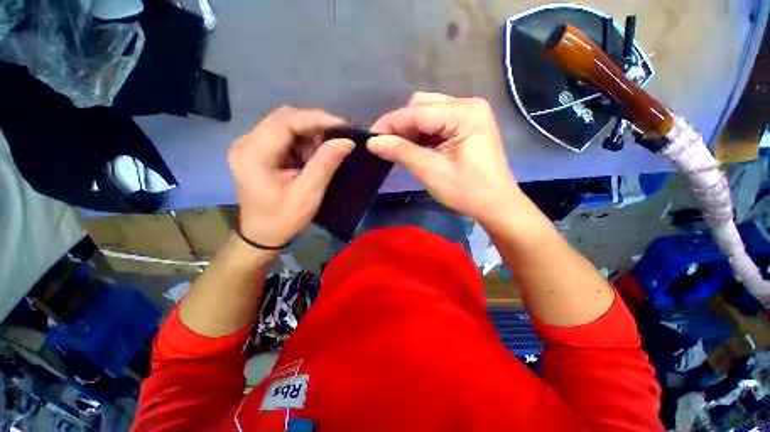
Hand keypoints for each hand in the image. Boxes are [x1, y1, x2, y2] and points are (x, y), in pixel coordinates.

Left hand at [228, 107, 353, 247]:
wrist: (262, 236)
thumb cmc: (283, 219)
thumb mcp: (308, 194)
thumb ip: (325, 164)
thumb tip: (347, 141)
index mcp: (254, 153)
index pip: (286, 120)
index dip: (318, 119)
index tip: (344, 126)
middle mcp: (247, 143)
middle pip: (284, 119)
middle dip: (315, 126)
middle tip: (339, 137)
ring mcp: (250, 146)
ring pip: (285, 126)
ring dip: (310, 136)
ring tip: (327, 152)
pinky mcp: (257, 152)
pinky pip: (284, 137)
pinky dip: (303, 144)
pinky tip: (313, 157)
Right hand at [367, 92, 519, 223]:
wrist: (496, 205)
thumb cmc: (468, 191)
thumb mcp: (431, 172)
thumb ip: (402, 152)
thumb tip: (373, 142)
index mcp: (464, 113)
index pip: (417, 111)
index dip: (390, 124)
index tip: (369, 137)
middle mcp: (468, 105)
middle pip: (422, 105)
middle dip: (401, 125)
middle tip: (385, 146)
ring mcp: (469, 114)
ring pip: (428, 113)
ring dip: (410, 129)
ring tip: (398, 148)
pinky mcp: (467, 125)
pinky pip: (437, 123)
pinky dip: (422, 134)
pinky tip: (414, 147)